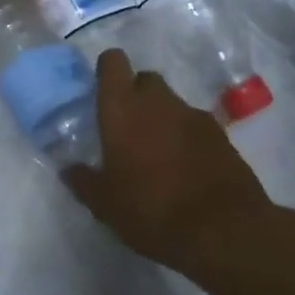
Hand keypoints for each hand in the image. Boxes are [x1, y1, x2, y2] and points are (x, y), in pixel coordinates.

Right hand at [63, 50, 275, 270]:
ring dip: (163, 118)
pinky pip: (196, 125)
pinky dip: (188, 138)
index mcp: (122, 107)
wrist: (226, 232)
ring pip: (171, 103)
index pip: (113, 61)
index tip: (102, 91)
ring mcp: (194, 115)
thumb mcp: (105, 204)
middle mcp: (157, 100)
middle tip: (129, 127)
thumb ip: (84, 181)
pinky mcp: (222, 136)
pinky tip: (186, 168)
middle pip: (145, 79)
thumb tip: (68, 170)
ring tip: (159, 154)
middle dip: (136, 95)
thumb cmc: (152, 210)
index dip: (107, 71)